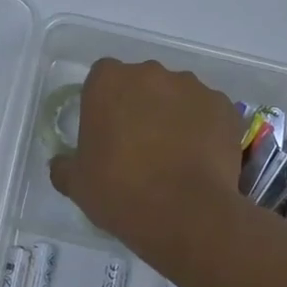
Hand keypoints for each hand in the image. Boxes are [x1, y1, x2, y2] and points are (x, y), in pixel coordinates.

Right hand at [49, 59, 246, 259]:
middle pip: (141, 82)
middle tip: (140, 145)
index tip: (107, 132)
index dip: (104, 104)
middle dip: (140, 105)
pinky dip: (205, 128)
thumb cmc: (121, 192)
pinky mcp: (224, 106)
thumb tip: (62, 163)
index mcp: (108, 81)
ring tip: (176, 155)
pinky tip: (202, 159)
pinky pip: (209, 112)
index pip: (102, 78)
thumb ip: (65, 165)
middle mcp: (149, 72)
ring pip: (177, 95)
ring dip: (174, 115)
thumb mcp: (77, 184)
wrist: (186, 214)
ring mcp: (191, 86)